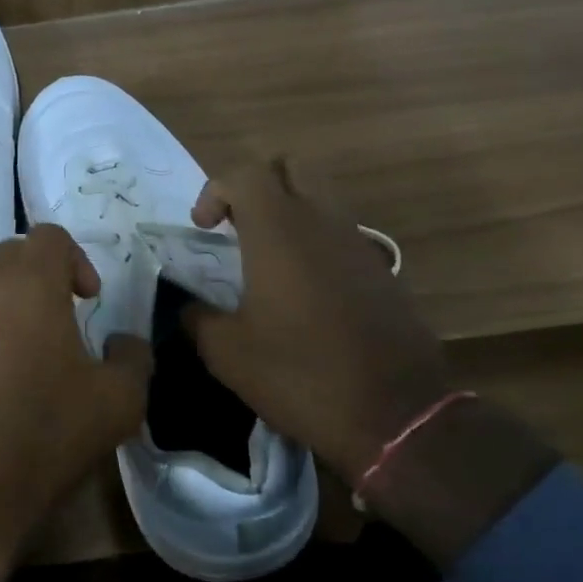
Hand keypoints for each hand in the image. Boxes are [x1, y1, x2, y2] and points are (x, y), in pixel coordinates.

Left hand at [0, 224, 152, 565]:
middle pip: (12, 258)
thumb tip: (124, 342)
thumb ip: (133, 358)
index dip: (77, 259)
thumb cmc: (45, 433)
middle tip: (65, 321)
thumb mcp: (118, 401)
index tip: (89, 300)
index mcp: (27, 286)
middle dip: (42, 279)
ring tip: (31, 361)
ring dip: (10, 312)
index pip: (49, 236)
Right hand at [182, 161, 451, 483]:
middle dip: (257, 184)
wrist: (395, 415)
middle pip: (291, 167)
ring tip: (266, 258)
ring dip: (289, 211)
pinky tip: (303, 290)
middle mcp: (322, 223)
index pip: (245, 173)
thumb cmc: (300, 374)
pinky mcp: (382, 270)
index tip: (203, 229)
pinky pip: (341, 233)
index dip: (215, 190)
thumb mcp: (227, 353)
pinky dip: (315, 240)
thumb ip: (198, 318)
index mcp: (279, 231)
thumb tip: (188, 307)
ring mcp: (359, 244)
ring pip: (321, 197)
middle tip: (237, 224)